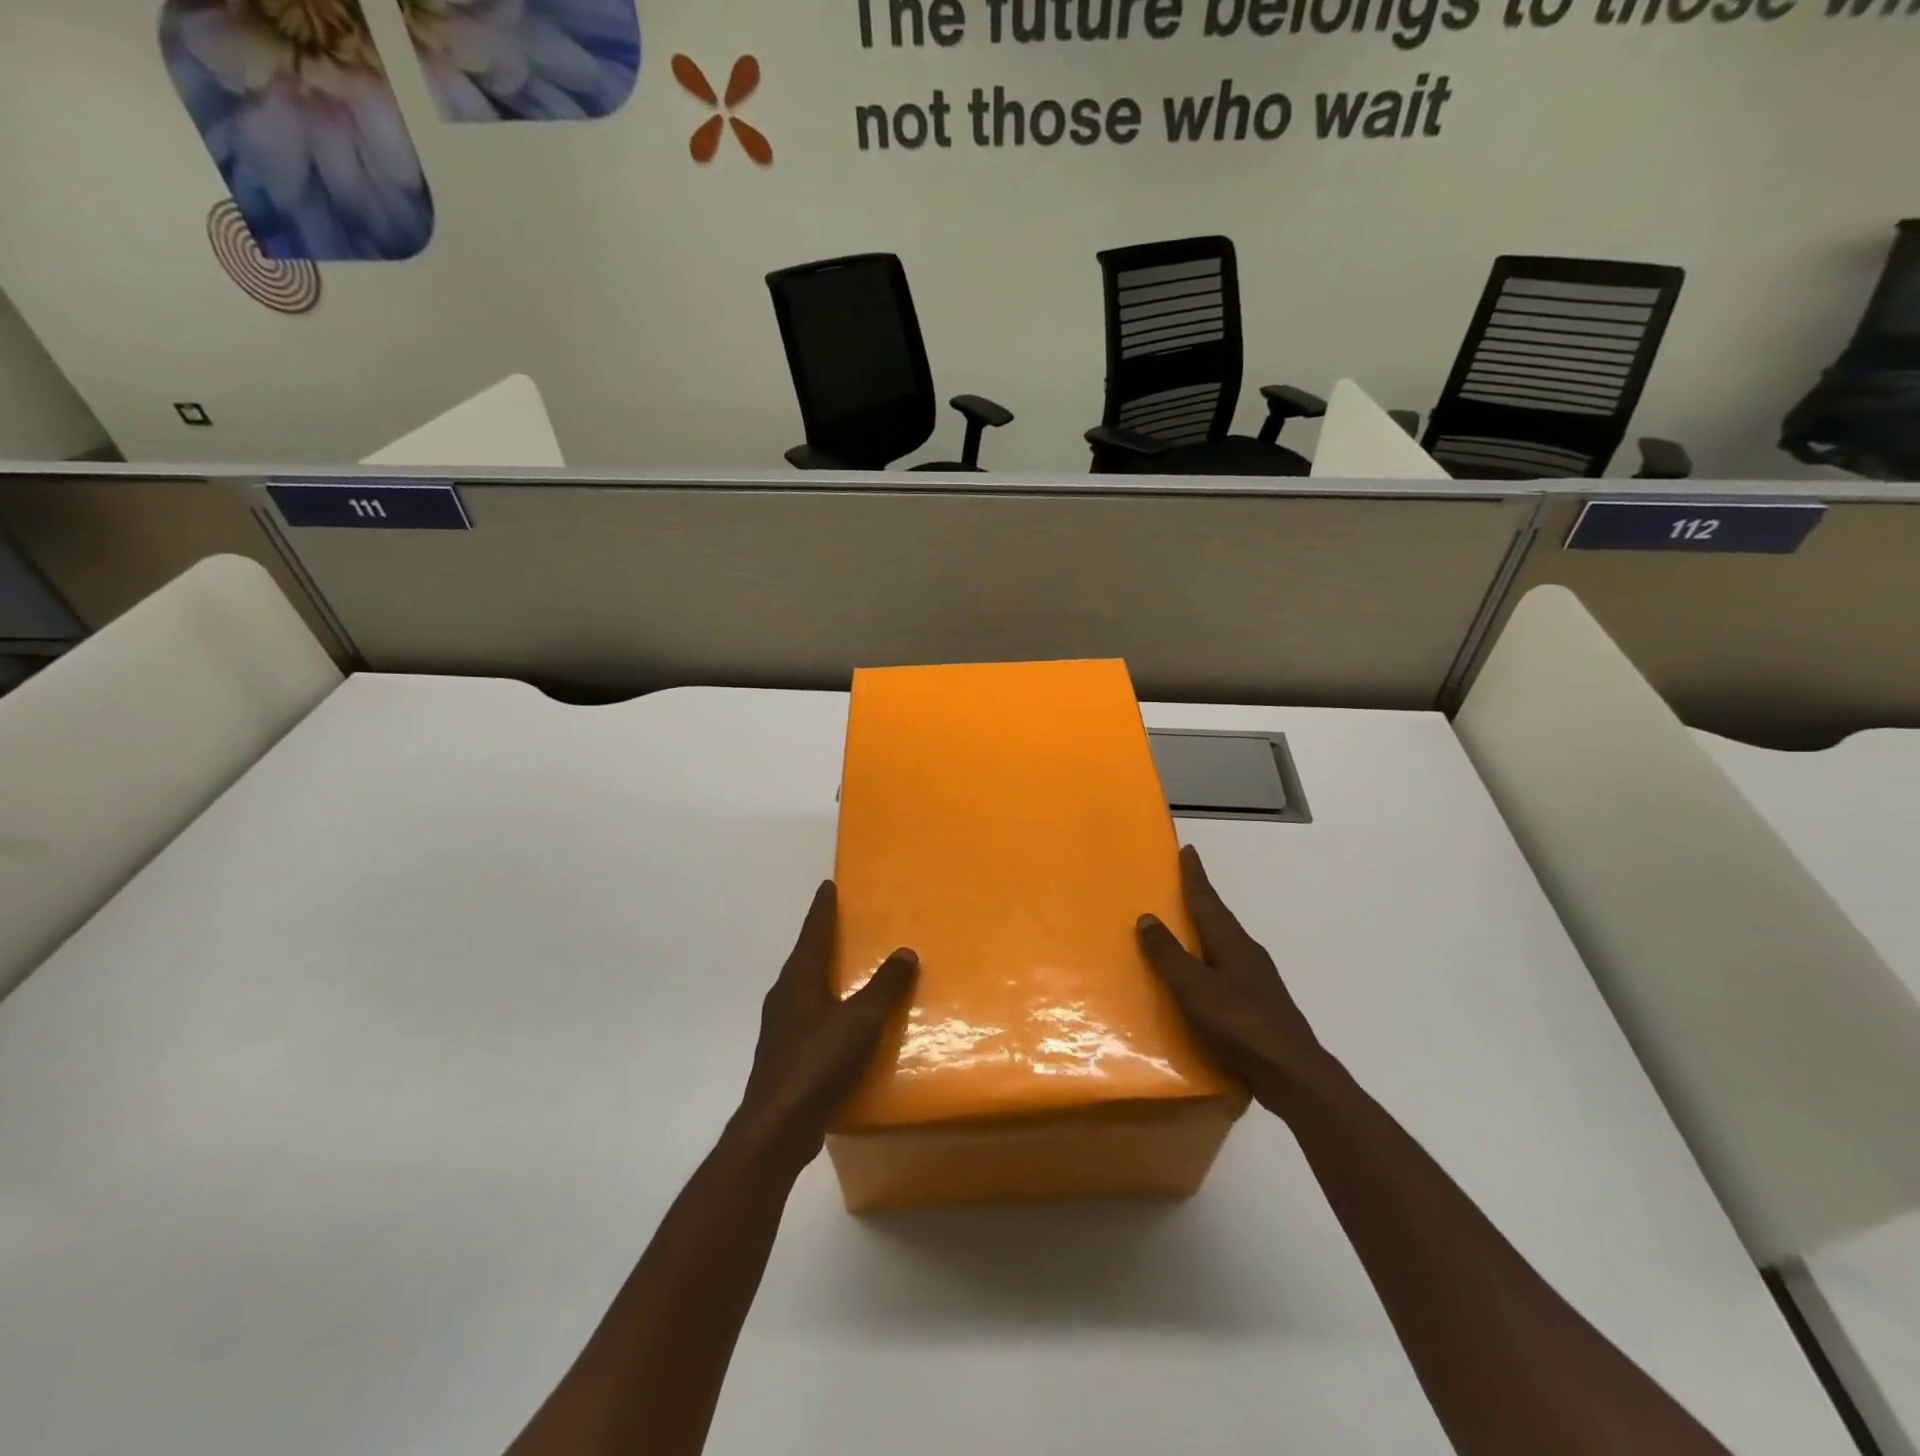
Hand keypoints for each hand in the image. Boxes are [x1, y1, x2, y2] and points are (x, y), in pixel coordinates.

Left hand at [736, 882, 917, 1165]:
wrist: (777, 1127)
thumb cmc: (818, 1063)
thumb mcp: (861, 1021)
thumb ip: (884, 986)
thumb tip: (905, 952)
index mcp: (799, 978)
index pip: (814, 931)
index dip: (823, 908)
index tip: (828, 885)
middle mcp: (785, 994)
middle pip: (806, 955)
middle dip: (824, 937)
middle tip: (846, 922)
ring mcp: (781, 1025)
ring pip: (805, 986)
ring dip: (824, 972)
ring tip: (849, 967)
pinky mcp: (785, 1052)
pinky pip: (809, 1014)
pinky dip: (827, 1004)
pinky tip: (843, 1019)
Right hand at [1137, 845, 1328, 1111]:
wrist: (1293, 1075)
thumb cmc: (1240, 1024)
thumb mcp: (1194, 988)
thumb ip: (1169, 954)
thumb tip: (1147, 917)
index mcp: (1232, 943)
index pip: (1208, 900)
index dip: (1195, 876)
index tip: (1188, 850)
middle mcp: (1247, 954)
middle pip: (1219, 919)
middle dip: (1201, 900)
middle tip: (1181, 884)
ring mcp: (1257, 981)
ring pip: (1225, 945)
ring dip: (1206, 932)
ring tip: (1185, 929)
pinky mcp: (1259, 1006)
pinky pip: (1227, 971)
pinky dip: (1210, 963)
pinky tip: (1202, 980)